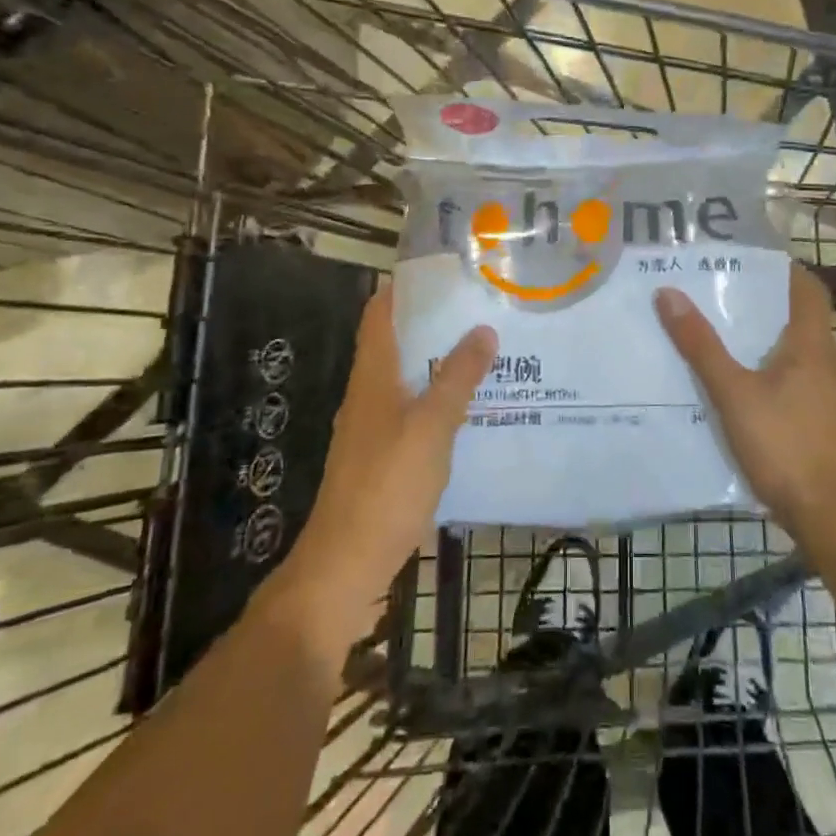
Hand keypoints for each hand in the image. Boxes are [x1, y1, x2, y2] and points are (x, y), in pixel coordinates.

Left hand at [266, 289, 494, 651]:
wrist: (347, 563)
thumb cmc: (387, 484)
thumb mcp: (431, 426)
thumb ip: (458, 377)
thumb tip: (483, 330)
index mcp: (373, 377)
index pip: (380, 314)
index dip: (405, 288)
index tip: (446, 272)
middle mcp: (369, 395)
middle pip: (398, 344)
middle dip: (436, 325)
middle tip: (483, 310)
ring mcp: (375, 429)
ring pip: (410, 380)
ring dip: (441, 364)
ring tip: (488, 353)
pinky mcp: (384, 458)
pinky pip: (416, 414)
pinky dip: (441, 402)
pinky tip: (473, 410)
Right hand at [655, 265, 835, 541]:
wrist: (832, 516)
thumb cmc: (785, 445)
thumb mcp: (733, 393)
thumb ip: (701, 346)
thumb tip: (668, 293)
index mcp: (812, 344)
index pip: (807, 288)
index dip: (781, 269)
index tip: (744, 261)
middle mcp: (825, 363)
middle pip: (797, 318)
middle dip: (759, 304)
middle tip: (715, 294)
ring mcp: (826, 395)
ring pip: (793, 352)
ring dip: (761, 340)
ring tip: (717, 334)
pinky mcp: (820, 422)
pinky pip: (792, 381)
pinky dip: (766, 372)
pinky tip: (736, 386)